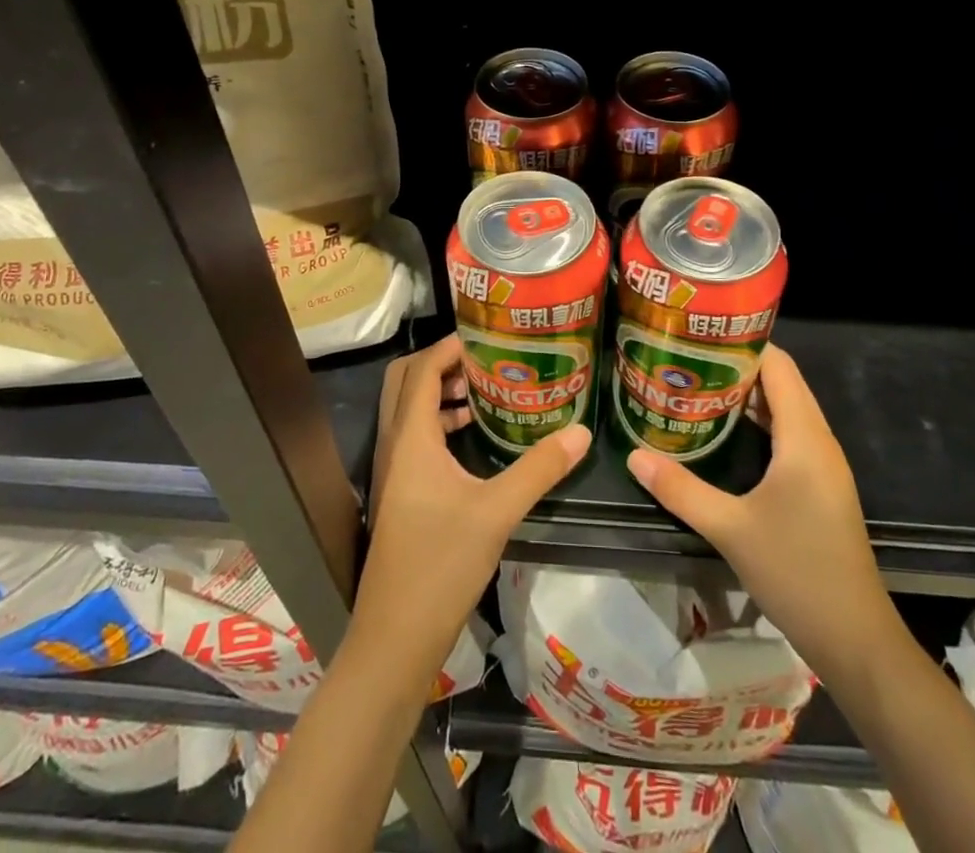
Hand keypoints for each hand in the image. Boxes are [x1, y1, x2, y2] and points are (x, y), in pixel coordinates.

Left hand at [358, 334, 589, 667]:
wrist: (396, 637)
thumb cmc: (441, 564)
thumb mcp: (498, 512)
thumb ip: (539, 468)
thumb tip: (581, 432)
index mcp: (411, 437)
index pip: (422, 369)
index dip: (450, 346)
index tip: (487, 338)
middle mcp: (395, 444)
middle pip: (405, 381)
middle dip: (440, 363)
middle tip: (484, 361)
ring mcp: (393, 470)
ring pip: (407, 409)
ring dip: (438, 392)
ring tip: (484, 392)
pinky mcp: (398, 492)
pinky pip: (413, 436)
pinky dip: (437, 422)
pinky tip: (470, 437)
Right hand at [627, 344, 895, 665]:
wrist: (855, 639)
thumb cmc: (797, 572)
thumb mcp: (730, 529)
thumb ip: (681, 489)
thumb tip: (634, 455)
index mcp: (804, 437)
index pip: (779, 365)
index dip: (743, 343)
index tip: (700, 335)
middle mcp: (819, 440)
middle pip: (782, 382)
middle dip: (737, 365)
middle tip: (688, 358)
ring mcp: (823, 464)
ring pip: (786, 408)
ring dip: (748, 394)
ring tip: (698, 384)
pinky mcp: (820, 485)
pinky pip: (790, 433)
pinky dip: (760, 421)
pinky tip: (726, 431)